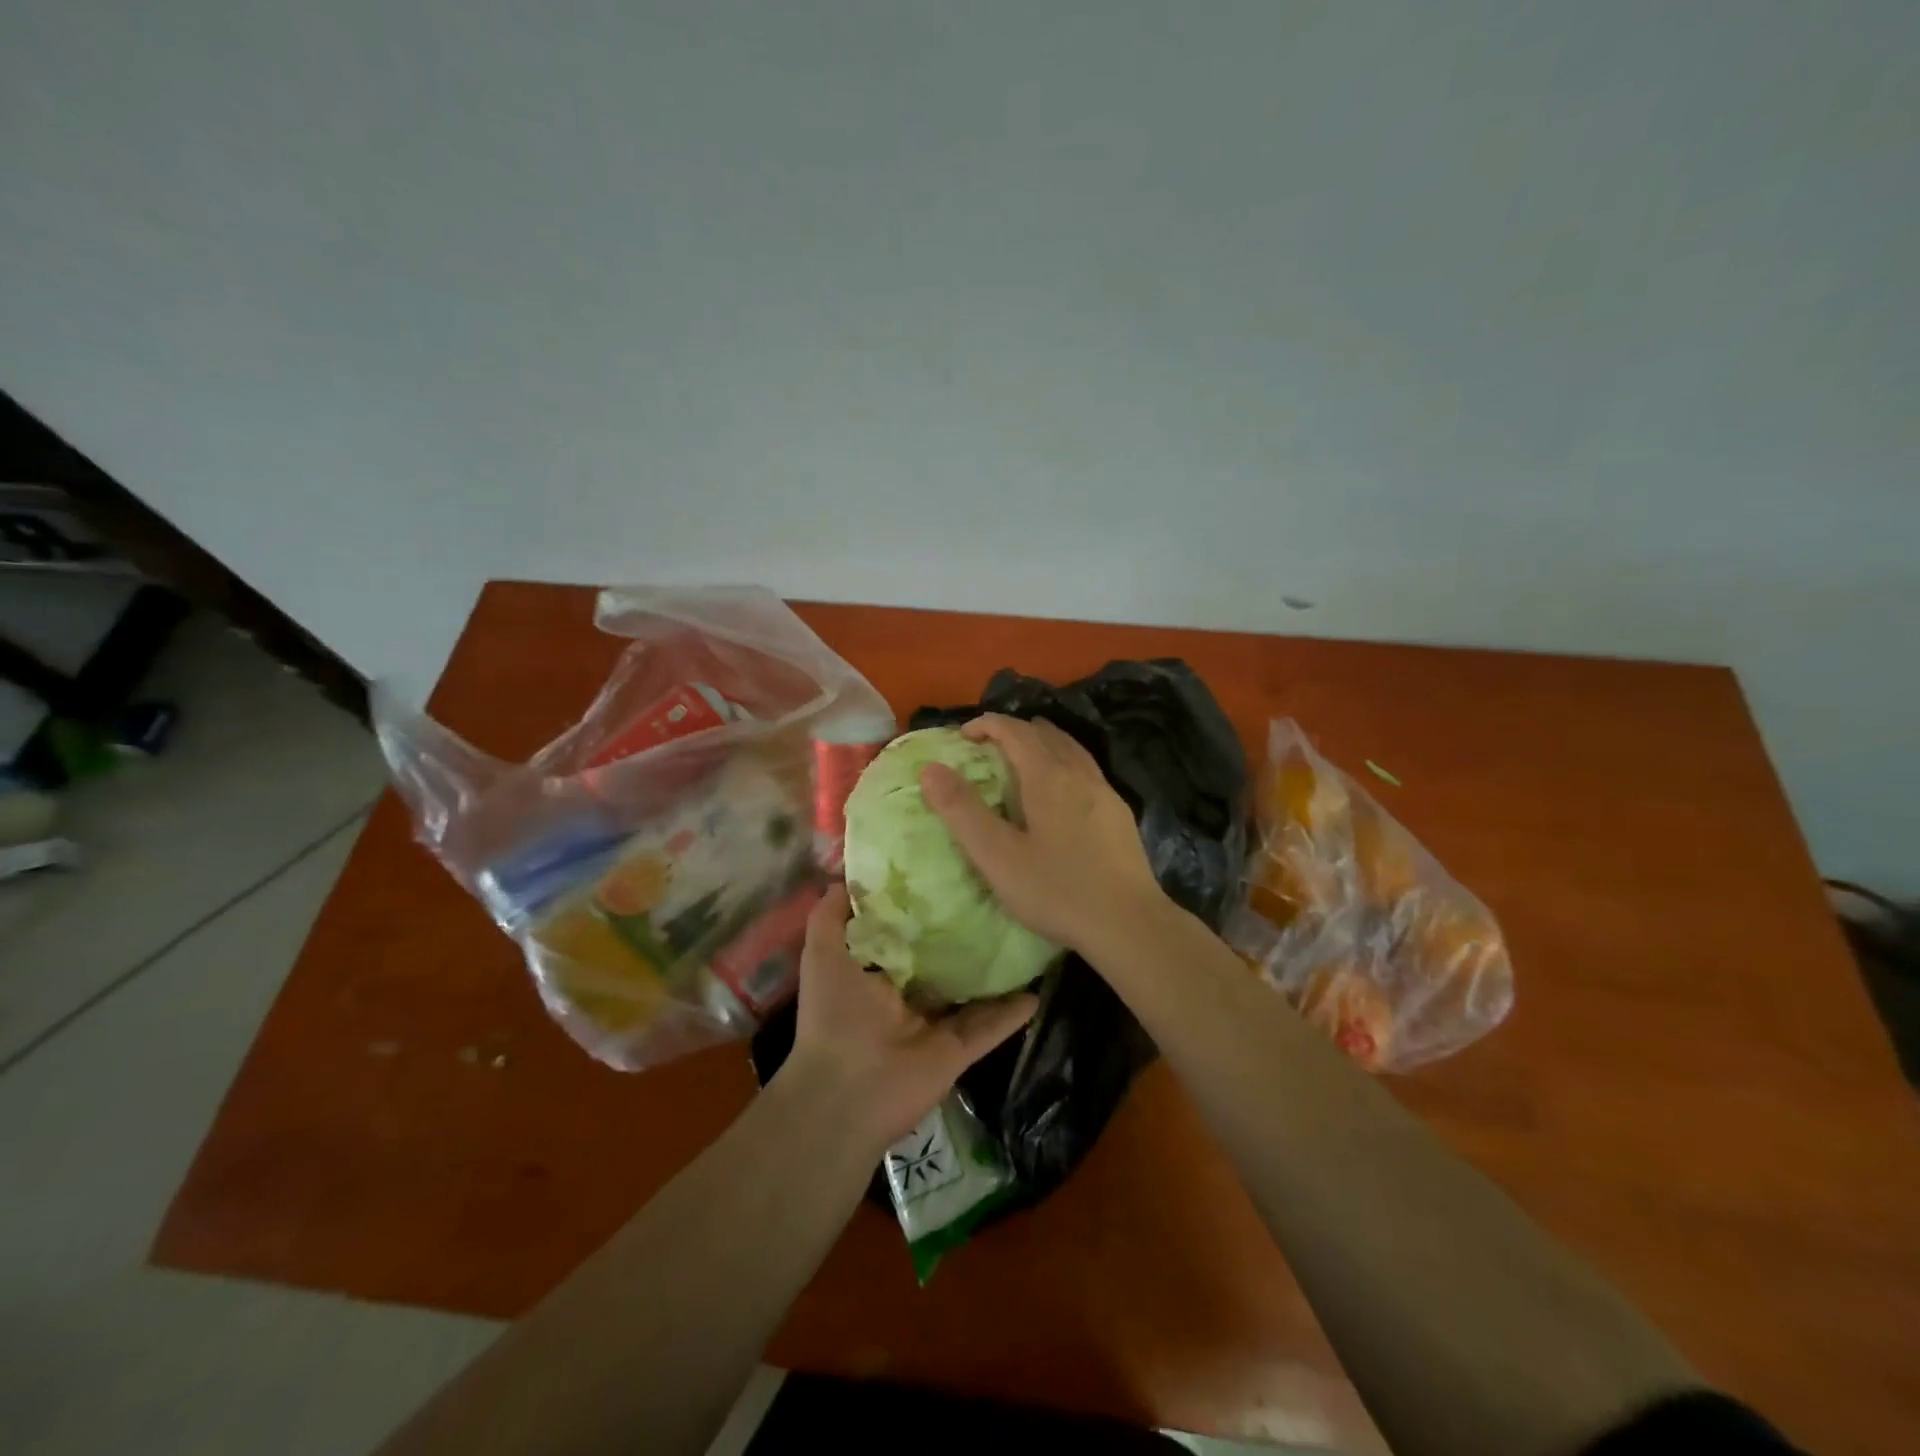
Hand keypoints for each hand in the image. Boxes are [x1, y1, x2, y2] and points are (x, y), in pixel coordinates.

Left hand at [782, 884, 1037, 1149]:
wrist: (845, 1095)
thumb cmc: (833, 1016)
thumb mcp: (821, 955)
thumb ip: (830, 916)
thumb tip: (846, 876)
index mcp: (875, 973)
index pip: (903, 934)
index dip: (921, 907)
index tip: (946, 873)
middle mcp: (906, 996)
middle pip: (941, 961)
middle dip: (962, 935)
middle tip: (997, 898)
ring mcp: (935, 1025)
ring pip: (971, 993)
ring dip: (994, 972)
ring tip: (1024, 937)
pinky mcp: (957, 1050)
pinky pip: (989, 1027)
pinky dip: (1012, 1012)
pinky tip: (1037, 990)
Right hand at [919, 714, 1167, 954]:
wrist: (1130, 923)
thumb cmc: (1057, 890)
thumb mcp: (997, 856)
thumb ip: (962, 811)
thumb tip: (930, 769)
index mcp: (1048, 776)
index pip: (1014, 730)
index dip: (986, 725)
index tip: (962, 737)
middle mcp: (1079, 772)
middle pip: (1045, 733)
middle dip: (1013, 731)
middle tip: (987, 750)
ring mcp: (1105, 792)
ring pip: (1070, 749)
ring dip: (1042, 744)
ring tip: (1021, 763)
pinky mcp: (1119, 814)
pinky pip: (1086, 770)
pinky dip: (1063, 764)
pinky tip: (1060, 796)